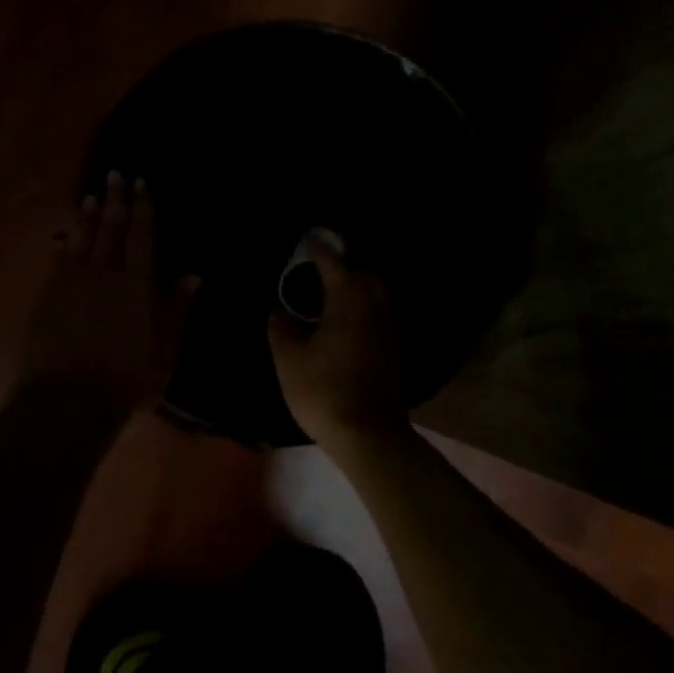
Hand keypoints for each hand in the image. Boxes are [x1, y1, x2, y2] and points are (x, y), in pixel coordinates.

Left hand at [21, 172, 198, 414]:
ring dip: (87, 216)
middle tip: (115, 175)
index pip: (141, 235)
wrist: (66, 401)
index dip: (142, 208)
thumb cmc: (126, 380)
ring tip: (91, 195)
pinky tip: (65, 236)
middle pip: (109, 228)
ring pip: (80, 239)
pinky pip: (58, 259)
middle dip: (114, 199)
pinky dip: (65, 243)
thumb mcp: (165, 352)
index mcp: (135, 284)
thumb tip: (193, 276)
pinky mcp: (47, 297)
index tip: (141, 183)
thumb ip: (177, 311)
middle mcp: (102, 273)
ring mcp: (70, 283)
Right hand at [268, 238, 408, 446]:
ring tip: (331, 298)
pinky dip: (363, 311)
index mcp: (348, 302)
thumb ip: (282, 330)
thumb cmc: (323, 391)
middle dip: (346, 268)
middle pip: (365, 275)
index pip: (334, 264)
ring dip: (357, 290)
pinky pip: (379, 317)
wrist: (368, 434)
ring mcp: (389, 331)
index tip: (309, 238)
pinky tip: (345, 326)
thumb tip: (280, 313)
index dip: (320, 249)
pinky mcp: (393, 352)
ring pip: (376, 297)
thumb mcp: (289, 360)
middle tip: (321, 271)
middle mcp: (375, 309)